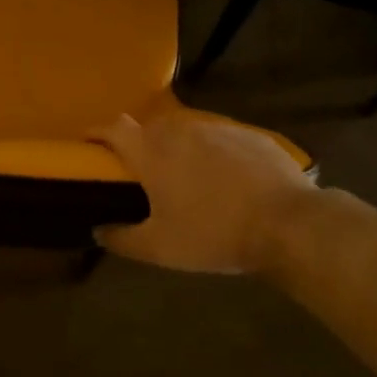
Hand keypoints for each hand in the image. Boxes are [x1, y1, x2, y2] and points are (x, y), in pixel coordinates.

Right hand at [92, 112, 317, 273]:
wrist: (288, 223)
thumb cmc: (214, 234)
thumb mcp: (160, 248)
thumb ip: (122, 239)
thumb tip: (98, 231)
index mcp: (152, 153)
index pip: (113, 128)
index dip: (96, 132)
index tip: (88, 143)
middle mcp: (180, 132)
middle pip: (149, 128)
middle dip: (139, 144)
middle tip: (143, 173)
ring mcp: (217, 129)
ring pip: (186, 132)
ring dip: (178, 149)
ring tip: (187, 177)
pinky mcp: (249, 134)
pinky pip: (220, 138)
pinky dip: (213, 153)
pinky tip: (226, 179)